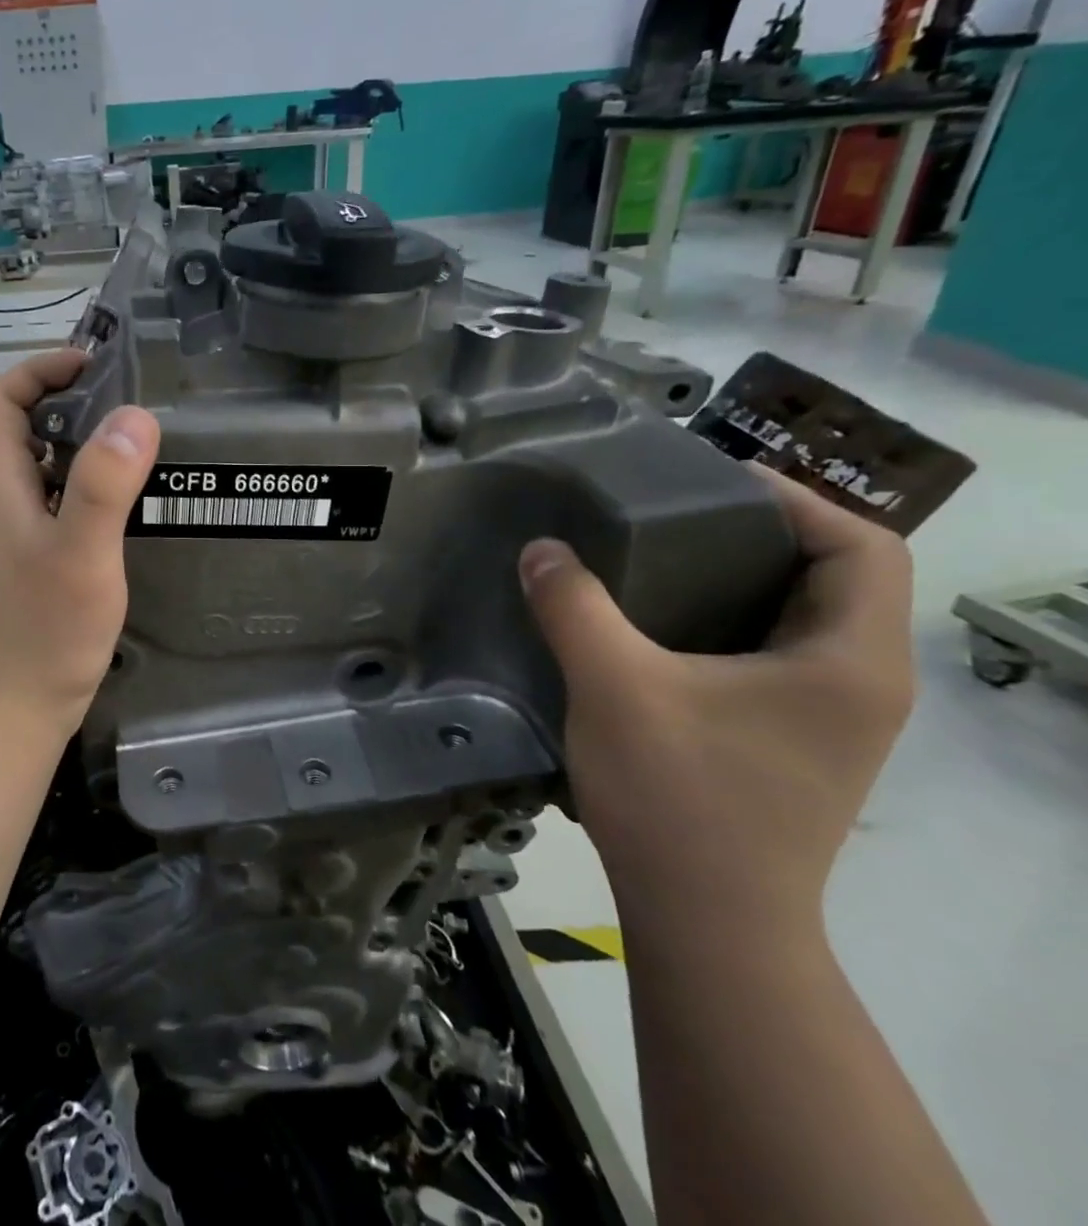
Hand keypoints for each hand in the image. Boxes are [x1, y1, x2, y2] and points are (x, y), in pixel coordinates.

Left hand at [0, 350, 158, 737]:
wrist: (13, 705)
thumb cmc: (46, 630)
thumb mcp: (83, 554)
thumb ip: (105, 485)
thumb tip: (133, 415)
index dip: (36, 371)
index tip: (90, 366)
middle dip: (26, 397)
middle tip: (82, 401)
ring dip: (38, 436)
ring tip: (98, 441)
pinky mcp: (12, 558)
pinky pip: (21, 496)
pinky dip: (50, 478)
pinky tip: (95, 500)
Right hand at [518, 469, 914, 933]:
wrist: (708, 922)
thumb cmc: (680, 797)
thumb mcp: (615, 687)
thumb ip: (575, 608)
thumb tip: (541, 550)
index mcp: (850, 660)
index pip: (865, 545)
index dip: (795, 500)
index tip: (710, 484)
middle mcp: (862, 684)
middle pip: (835, 578)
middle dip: (759, 534)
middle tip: (669, 514)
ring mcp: (832, 722)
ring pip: (802, 621)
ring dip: (740, 580)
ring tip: (655, 560)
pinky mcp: (794, 745)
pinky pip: (773, 658)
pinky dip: (727, 626)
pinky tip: (657, 631)